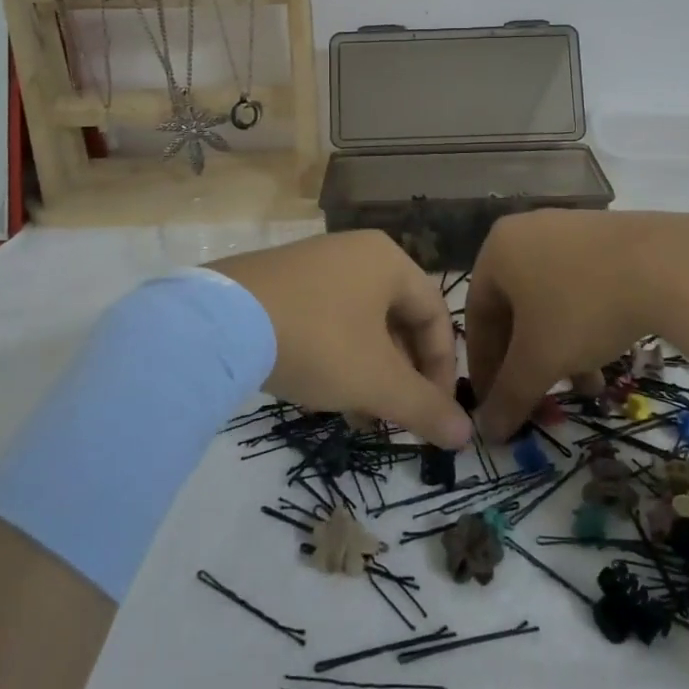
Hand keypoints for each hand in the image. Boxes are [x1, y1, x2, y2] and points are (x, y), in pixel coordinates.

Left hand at [210, 230, 471, 448]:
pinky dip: (338, 355)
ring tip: (361, 415)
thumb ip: (425, 407)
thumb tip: (466, 435)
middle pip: (399, 318)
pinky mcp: (283, 280)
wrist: (221, 322)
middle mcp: (357, 252)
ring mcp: (316, 262)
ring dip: (371, 370)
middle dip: (403, 374)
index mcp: (389, 260)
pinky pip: (328, 317)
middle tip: (398, 417)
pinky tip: (325, 392)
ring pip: (362, 322)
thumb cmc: (318, 341)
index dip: (443, 368)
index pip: (436, 314)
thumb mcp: (376, 380)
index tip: (434, 413)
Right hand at [466, 209, 688, 440]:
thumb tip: (487, 432)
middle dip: (526, 361)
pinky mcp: (605, 235)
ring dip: (558, 349)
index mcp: (497, 250)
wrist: (666, 265)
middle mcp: (526, 231)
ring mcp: (568, 229)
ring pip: (550, 301)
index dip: (483, 368)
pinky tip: (606, 357)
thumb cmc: (583, 308)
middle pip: (514, 309)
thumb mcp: (540, 360)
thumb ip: (509, 396)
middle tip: (537, 399)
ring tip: (584, 388)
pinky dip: (583, 324)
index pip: (476, 317)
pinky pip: (579, 285)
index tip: (495, 406)